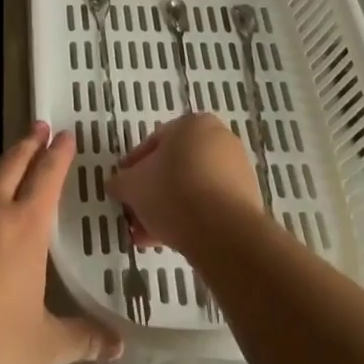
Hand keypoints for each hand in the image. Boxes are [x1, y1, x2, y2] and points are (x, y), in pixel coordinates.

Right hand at [111, 113, 265, 255]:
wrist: (223, 231)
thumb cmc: (172, 193)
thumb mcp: (132, 185)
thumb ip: (121, 182)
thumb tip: (116, 185)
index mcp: (192, 124)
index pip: (154, 142)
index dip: (133, 167)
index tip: (123, 188)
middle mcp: (219, 139)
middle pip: (175, 167)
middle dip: (152, 193)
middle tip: (135, 214)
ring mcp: (237, 169)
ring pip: (192, 188)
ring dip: (169, 208)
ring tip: (149, 236)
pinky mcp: (247, 198)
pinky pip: (210, 205)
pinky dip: (191, 217)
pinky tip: (172, 240)